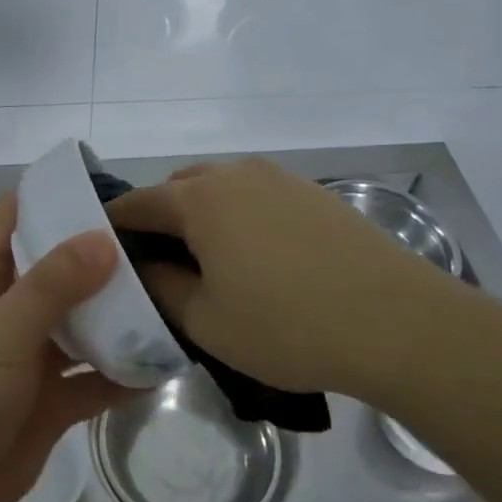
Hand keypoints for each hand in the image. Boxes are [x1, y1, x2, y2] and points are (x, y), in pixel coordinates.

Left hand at [0, 192, 133, 501]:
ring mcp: (33, 360)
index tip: (99, 180)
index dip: (46, 195)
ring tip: (170, 293)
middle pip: (59, 272)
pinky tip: (164, 362)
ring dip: (118, 316)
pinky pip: (95, 381)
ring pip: (82, 327)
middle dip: (99, 256)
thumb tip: (104, 237)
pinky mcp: (52, 404)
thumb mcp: (2, 329)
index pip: (12, 220)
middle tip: (156, 238)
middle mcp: (12, 313)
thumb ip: (53, 285)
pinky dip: (124, 374)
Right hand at [106, 158, 458, 395]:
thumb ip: (162, 287)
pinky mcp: (315, 194)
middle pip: (179, 187)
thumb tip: (145, 264)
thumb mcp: (206, 320)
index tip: (104, 251)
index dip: (115, 225)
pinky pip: (258, 196)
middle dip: (160, 218)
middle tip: (159, 264)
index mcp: (200, 200)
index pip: (139, 203)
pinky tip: (258, 257)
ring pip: (221, 188)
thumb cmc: (287, 326)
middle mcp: (236, 175)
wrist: (398, 322)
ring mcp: (280, 179)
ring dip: (203, 215)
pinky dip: (240, 217)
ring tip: (209, 261)